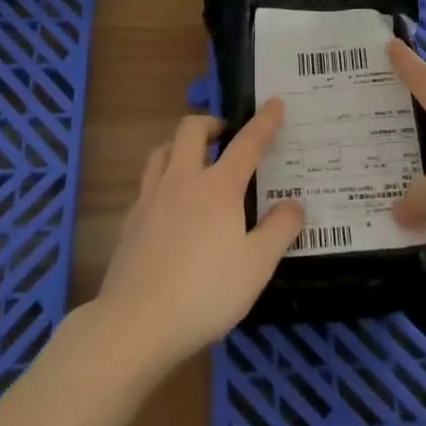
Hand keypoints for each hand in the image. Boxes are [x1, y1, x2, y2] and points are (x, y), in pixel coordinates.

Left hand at [93, 103, 305, 370]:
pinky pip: (147, 183)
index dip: (264, 121)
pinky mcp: (130, 220)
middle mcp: (183, 180)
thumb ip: (279, 231)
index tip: (275, 102)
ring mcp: (151, 197)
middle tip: (226, 137)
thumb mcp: (256, 267)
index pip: (247, 143)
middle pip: (192, 129)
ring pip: (163, 150)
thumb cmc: (204, 293)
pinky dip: (162, 180)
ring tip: (194, 161)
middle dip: (211, 123)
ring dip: (181, 145)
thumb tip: (295, 204)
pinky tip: (168, 205)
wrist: (135, 323)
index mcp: (218, 187)